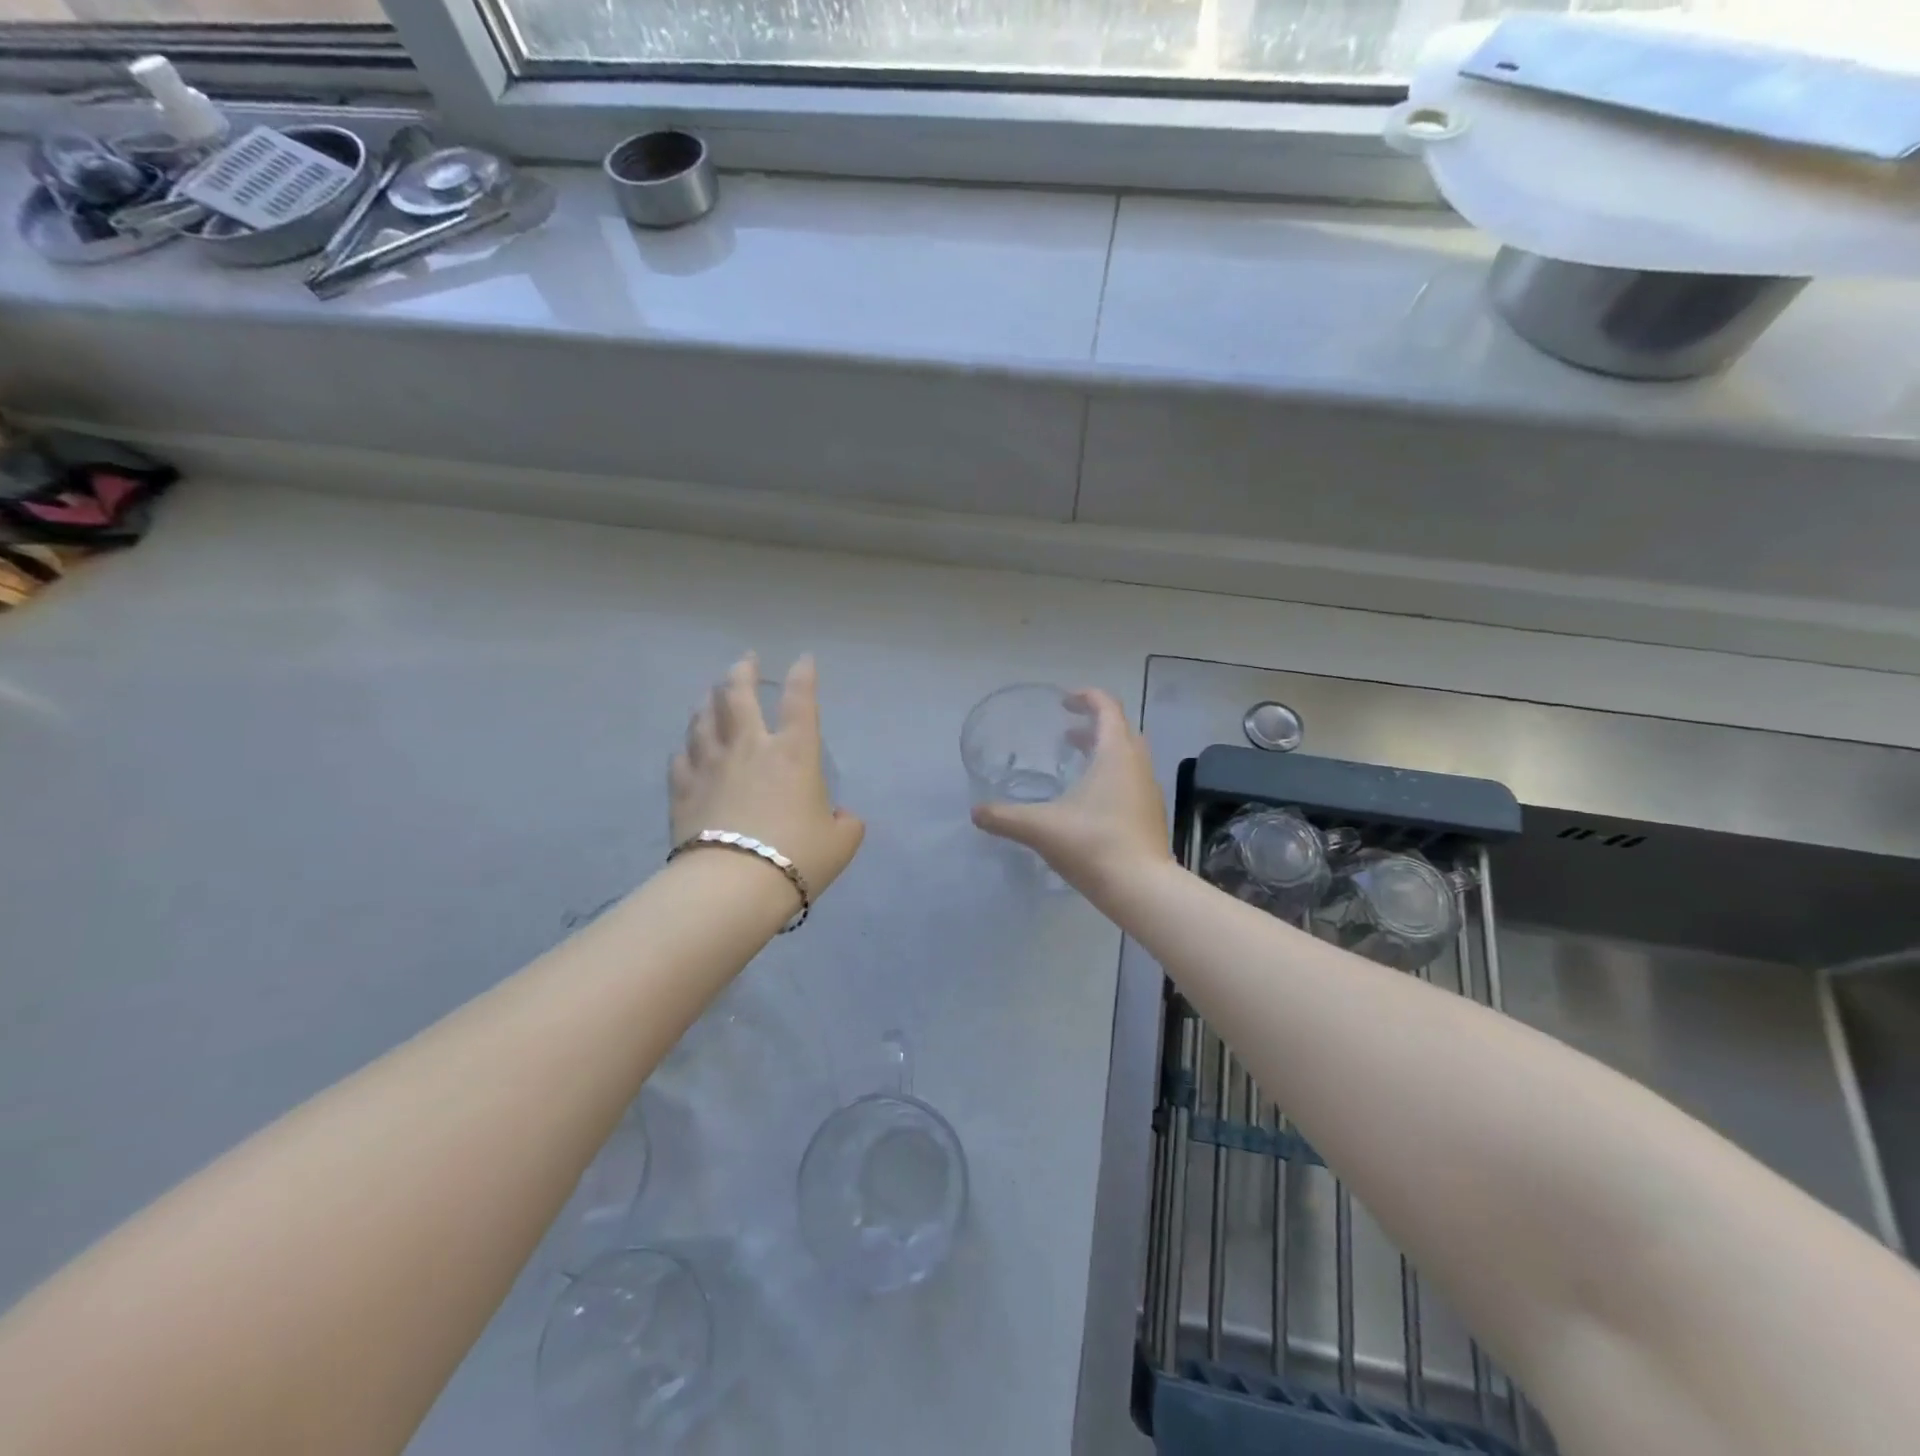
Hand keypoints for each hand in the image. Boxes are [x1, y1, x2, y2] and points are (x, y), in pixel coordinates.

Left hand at [670, 654, 864, 900]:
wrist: (733, 885)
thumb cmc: (796, 857)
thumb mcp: (841, 843)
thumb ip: (846, 824)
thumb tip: (843, 817)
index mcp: (795, 753)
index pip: (801, 701)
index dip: (804, 676)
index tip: (804, 660)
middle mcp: (750, 747)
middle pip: (739, 695)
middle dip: (743, 671)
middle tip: (745, 660)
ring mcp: (711, 765)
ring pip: (704, 719)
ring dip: (708, 701)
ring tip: (711, 694)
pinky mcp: (683, 789)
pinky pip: (680, 757)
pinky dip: (686, 747)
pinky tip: (686, 747)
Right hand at [970, 688, 1169, 894]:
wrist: (1142, 888)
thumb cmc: (1093, 844)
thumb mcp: (1040, 828)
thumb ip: (1004, 817)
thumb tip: (975, 812)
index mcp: (1115, 753)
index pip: (1107, 707)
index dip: (1086, 697)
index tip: (1064, 701)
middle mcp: (1137, 765)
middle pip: (1120, 730)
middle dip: (1094, 725)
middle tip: (1066, 733)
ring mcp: (1148, 790)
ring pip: (1128, 756)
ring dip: (1103, 751)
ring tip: (1075, 764)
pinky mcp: (1151, 814)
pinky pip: (1131, 780)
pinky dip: (1111, 776)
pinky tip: (1090, 802)